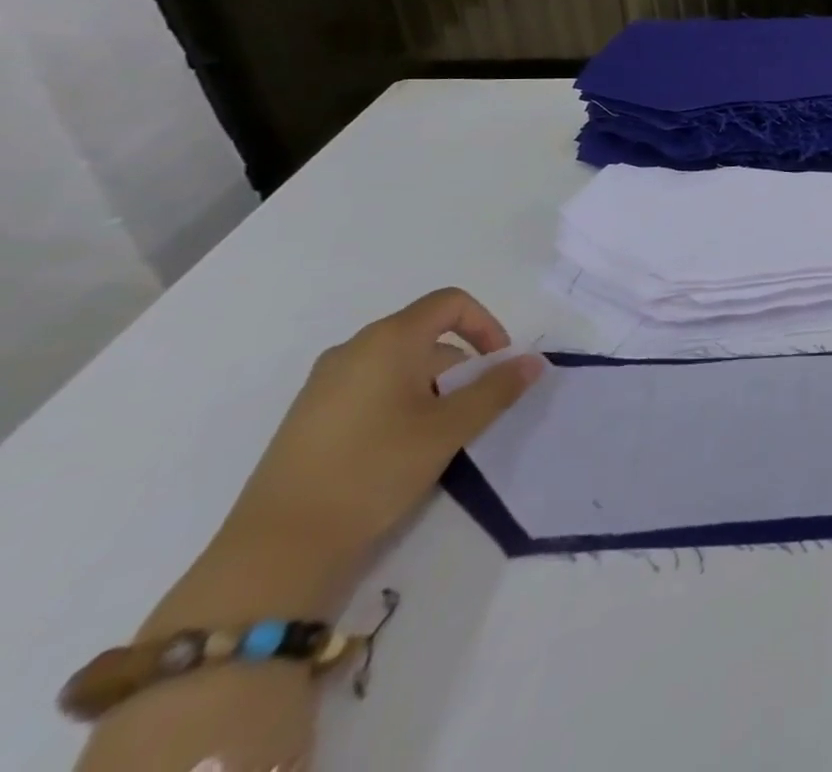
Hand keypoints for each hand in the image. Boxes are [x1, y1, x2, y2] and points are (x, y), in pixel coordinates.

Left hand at [218, 288, 542, 590]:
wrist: (276, 551)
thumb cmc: (374, 471)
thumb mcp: (450, 428)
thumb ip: (497, 389)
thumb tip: (533, 361)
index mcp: (388, 340)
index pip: (451, 303)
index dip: (486, 325)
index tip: (498, 365)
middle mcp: (353, 349)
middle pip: (427, 335)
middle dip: (462, 365)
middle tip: (474, 410)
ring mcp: (324, 384)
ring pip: (401, 364)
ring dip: (434, 387)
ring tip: (440, 434)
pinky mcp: (310, 416)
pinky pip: (372, 388)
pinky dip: (402, 402)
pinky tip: (401, 448)